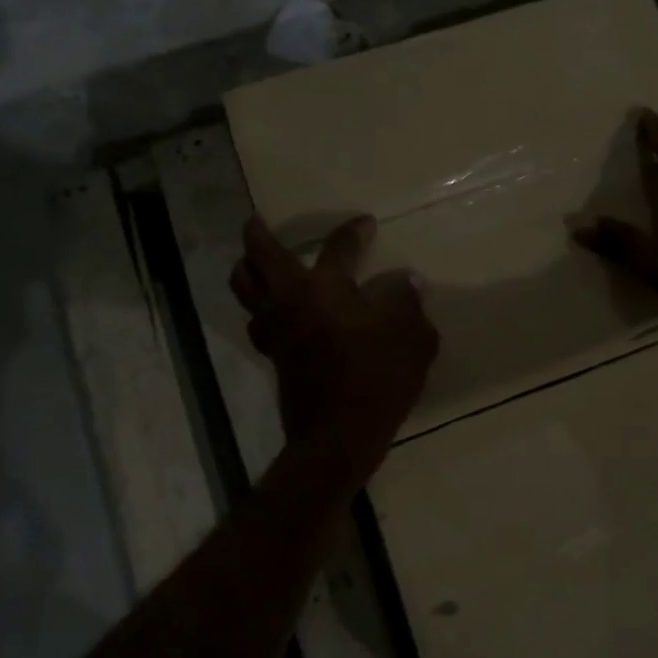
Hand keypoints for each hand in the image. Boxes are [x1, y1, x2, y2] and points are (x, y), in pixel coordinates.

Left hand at [230, 213, 438, 453]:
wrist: (338, 436)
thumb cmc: (378, 379)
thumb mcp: (412, 337)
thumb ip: (408, 303)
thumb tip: (405, 281)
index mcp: (326, 288)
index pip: (338, 246)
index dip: (354, 230)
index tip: (366, 223)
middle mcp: (291, 300)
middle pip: (260, 257)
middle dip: (257, 234)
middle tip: (256, 222)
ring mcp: (276, 329)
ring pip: (244, 288)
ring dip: (246, 270)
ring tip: (252, 263)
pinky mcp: (273, 356)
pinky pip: (255, 321)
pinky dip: (258, 308)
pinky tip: (271, 311)